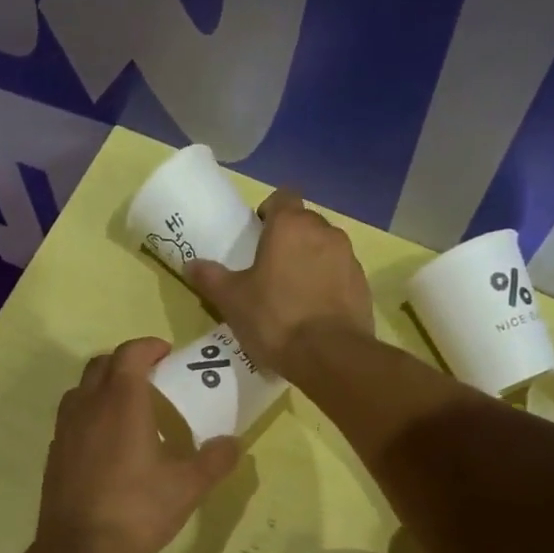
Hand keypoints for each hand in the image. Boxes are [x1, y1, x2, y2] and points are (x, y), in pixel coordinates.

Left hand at [36, 338, 240, 552]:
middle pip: (101, 365)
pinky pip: (72, 418)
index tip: (168, 354)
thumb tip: (233, 443)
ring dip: (104, 386)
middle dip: (126, 362)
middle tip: (153, 378)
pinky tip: (108, 443)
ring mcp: (65, 431)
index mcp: (121, 403)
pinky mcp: (54, 455)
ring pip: (81, 390)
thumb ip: (214, 460)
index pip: (130, 354)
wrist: (78, 552)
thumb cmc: (136, 512)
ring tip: (129, 407)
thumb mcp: (187, 488)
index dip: (149, 347)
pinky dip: (90, 414)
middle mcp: (88, 407)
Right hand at [186, 189, 373, 375]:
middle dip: (289, 239)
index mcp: (291, 226)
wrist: (329, 355)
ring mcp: (349, 258)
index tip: (258, 235)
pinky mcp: (362, 285)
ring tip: (293, 293)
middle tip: (270, 268)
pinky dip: (328, 285)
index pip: (282, 198)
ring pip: (325, 249)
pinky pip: (340, 275)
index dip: (269, 212)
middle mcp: (325, 232)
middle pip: (305, 224)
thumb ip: (211, 278)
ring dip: (310, 262)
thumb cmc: (275, 319)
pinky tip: (314, 313)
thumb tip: (191, 265)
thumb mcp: (232, 300)